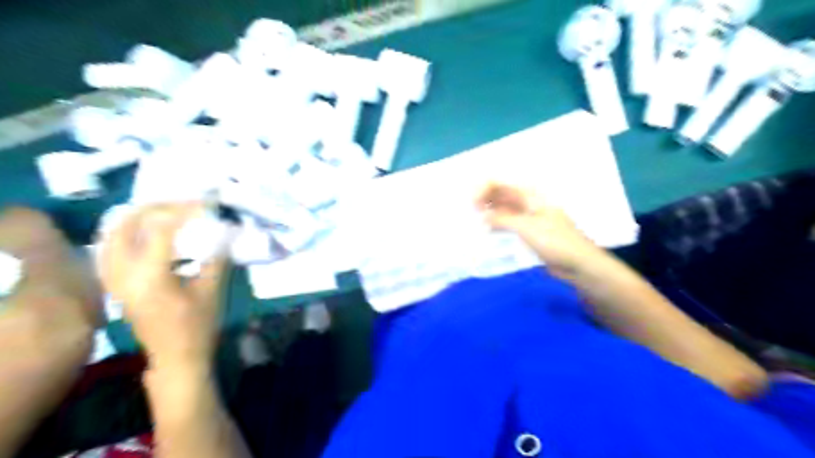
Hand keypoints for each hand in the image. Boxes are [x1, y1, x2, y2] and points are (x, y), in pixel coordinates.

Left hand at [100, 202, 229, 372]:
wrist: (175, 357)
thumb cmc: (197, 326)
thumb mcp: (213, 290)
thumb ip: (217, 257)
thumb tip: (227, 230)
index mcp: (151, 275)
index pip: (162, 228)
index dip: (186, 210)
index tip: (208, 204)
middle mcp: (124, 273)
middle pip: (127, 224)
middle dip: (157, 207)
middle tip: (184, 203)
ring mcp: (114, 279)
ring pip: (112, 234)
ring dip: (138, 217)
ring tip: (166, 210)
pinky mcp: (115, 284)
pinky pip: (110, 247)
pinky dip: (127, 232)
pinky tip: (147, 232)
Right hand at [475, 183, 600, 275]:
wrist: (578, 264)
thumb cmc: (556, 241)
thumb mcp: (527, 227)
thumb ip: (502, 219)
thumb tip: (482, 215)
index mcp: (530, 195)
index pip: (500, 183)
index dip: (483, 189)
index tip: (472, 204)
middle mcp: (527, 202)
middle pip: (500, 194)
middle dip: (483, 199)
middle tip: (468, 213)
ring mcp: (527, 217)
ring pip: (502, 209)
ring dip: (488, 212)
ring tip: (473, 222)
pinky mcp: (527, 231)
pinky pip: (507, 223)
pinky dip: (495, 225)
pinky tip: (486, 231)